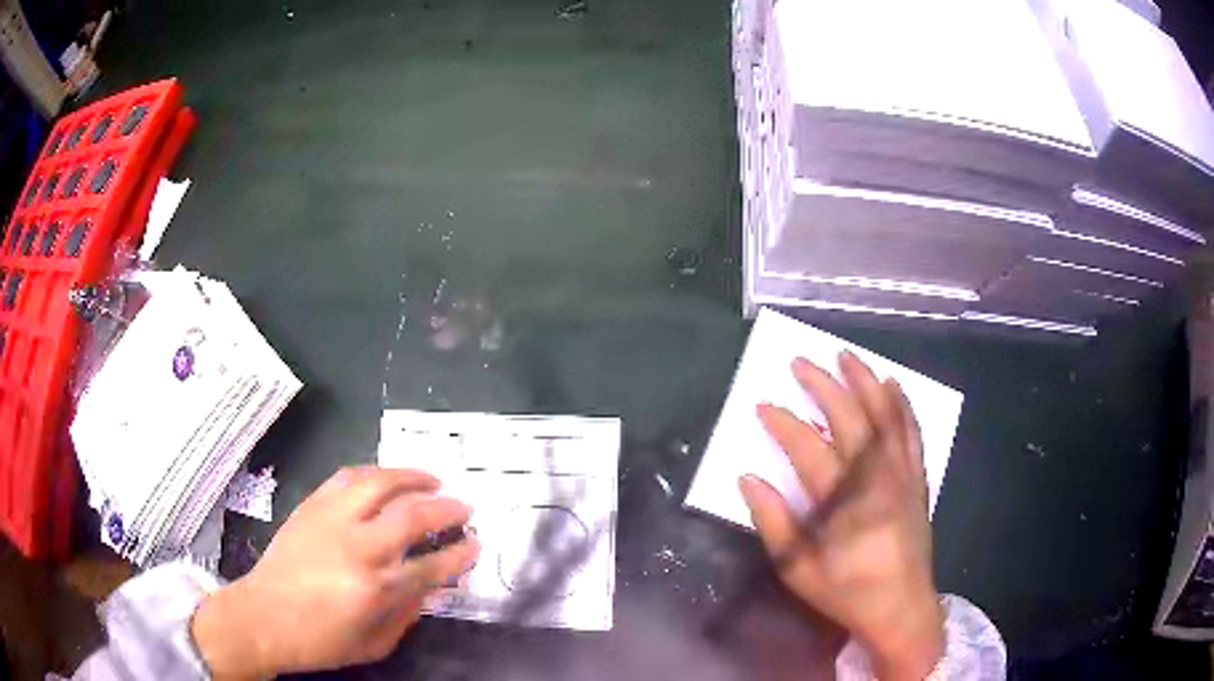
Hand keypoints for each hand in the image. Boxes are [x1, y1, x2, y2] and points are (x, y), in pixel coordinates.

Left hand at [192, 467, 479, 678]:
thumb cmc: (320, 640)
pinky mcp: (310, 506)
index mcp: (374, 588)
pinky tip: (386, 478)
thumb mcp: (375, 644)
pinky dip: (374, 473)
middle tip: (464, 507)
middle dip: (445, 509)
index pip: (431, 564)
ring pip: (378, 483)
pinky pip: (346, 478)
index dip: (460, 553)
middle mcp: (356, 547)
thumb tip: (434, 585)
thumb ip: (409, 614)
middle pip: (411, 516)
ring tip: (432, 478)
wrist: (263, 617)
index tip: (476, 543)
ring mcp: (330, 520)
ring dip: (411, 477)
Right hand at [739, 352, 943, 680]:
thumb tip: (749, 479)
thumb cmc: (845, 590)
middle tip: (801, 362)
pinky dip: (902, 404)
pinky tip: (893, 384)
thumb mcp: (796, 569)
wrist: (900, 605)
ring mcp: (902, 473)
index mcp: (842, 502)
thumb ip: (773, 523)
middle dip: (823, 386)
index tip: (763, 404)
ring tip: (846, 356)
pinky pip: (912, 431)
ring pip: (885, 415)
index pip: (808, 448)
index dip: (783, 423)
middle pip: (850, 419)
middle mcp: (876, 477)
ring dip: (865, 381)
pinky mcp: (917, 477)